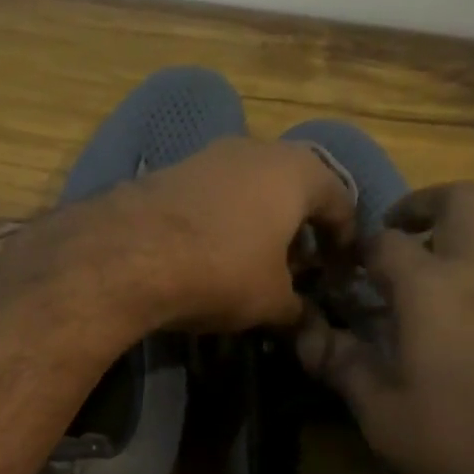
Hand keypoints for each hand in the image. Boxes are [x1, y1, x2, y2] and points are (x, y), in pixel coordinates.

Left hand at [111, 137, 357, 330]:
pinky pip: (213, 193)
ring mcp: (208, 154)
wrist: (129, 254)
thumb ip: (297, 309)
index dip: (344, 240)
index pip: (340, 200)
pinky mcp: (169, 169)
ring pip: (250, 187)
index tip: (341, 272)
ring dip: (260, 221)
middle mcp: (256, 149)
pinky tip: (211, 252)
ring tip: (256, 262)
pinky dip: (223, 219)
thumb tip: (306, 323)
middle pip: (293, 187)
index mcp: (297, 171)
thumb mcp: (271, 301)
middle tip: (300, 267)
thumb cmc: (222, 270)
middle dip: (300, 227)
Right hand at [296, 182, 473, 473]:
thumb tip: (307, 335)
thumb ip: (343, 366)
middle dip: (424, 205)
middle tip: (405, 235)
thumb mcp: (385, 415)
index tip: (347, 272)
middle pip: (459, 200)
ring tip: (458, 269)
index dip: (359, 249)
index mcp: (429, 287)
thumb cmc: (469, 439)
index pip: (384, 241)